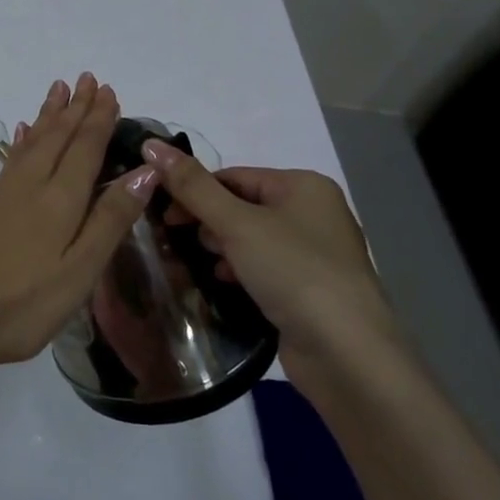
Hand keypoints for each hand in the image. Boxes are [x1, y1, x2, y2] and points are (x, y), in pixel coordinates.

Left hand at [0, 74, 157, 373]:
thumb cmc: (21, 304)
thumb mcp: (78, 272)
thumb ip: (110, 220)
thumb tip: (145, 171)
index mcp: (60, 200)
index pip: (85, 148)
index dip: (99, 119)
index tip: (109, 91)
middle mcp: (30, 185)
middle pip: (58, 137)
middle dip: (76, 107)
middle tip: (88, 78)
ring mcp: (1, 193)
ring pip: (33, 141)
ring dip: (50, 114)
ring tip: (59, 89)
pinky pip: (12, 157)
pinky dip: (24, 139)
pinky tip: (23, 132)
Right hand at [142, 142, 398, 364]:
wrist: (347, 354)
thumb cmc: (293, 272)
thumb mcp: (236, 224)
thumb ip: (192, 186)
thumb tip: (152, 145)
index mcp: (304, 186)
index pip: (233, 176)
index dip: (194, 191)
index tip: (163, 214)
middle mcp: (314, 213)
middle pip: (241, 205)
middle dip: (207, 221)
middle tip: (175, 240)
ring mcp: (315, 254)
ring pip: (251, 239)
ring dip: (220, 248)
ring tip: (194, 263)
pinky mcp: (310, 289)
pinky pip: (264, 268)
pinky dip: (239, 271)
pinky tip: (222, 283)